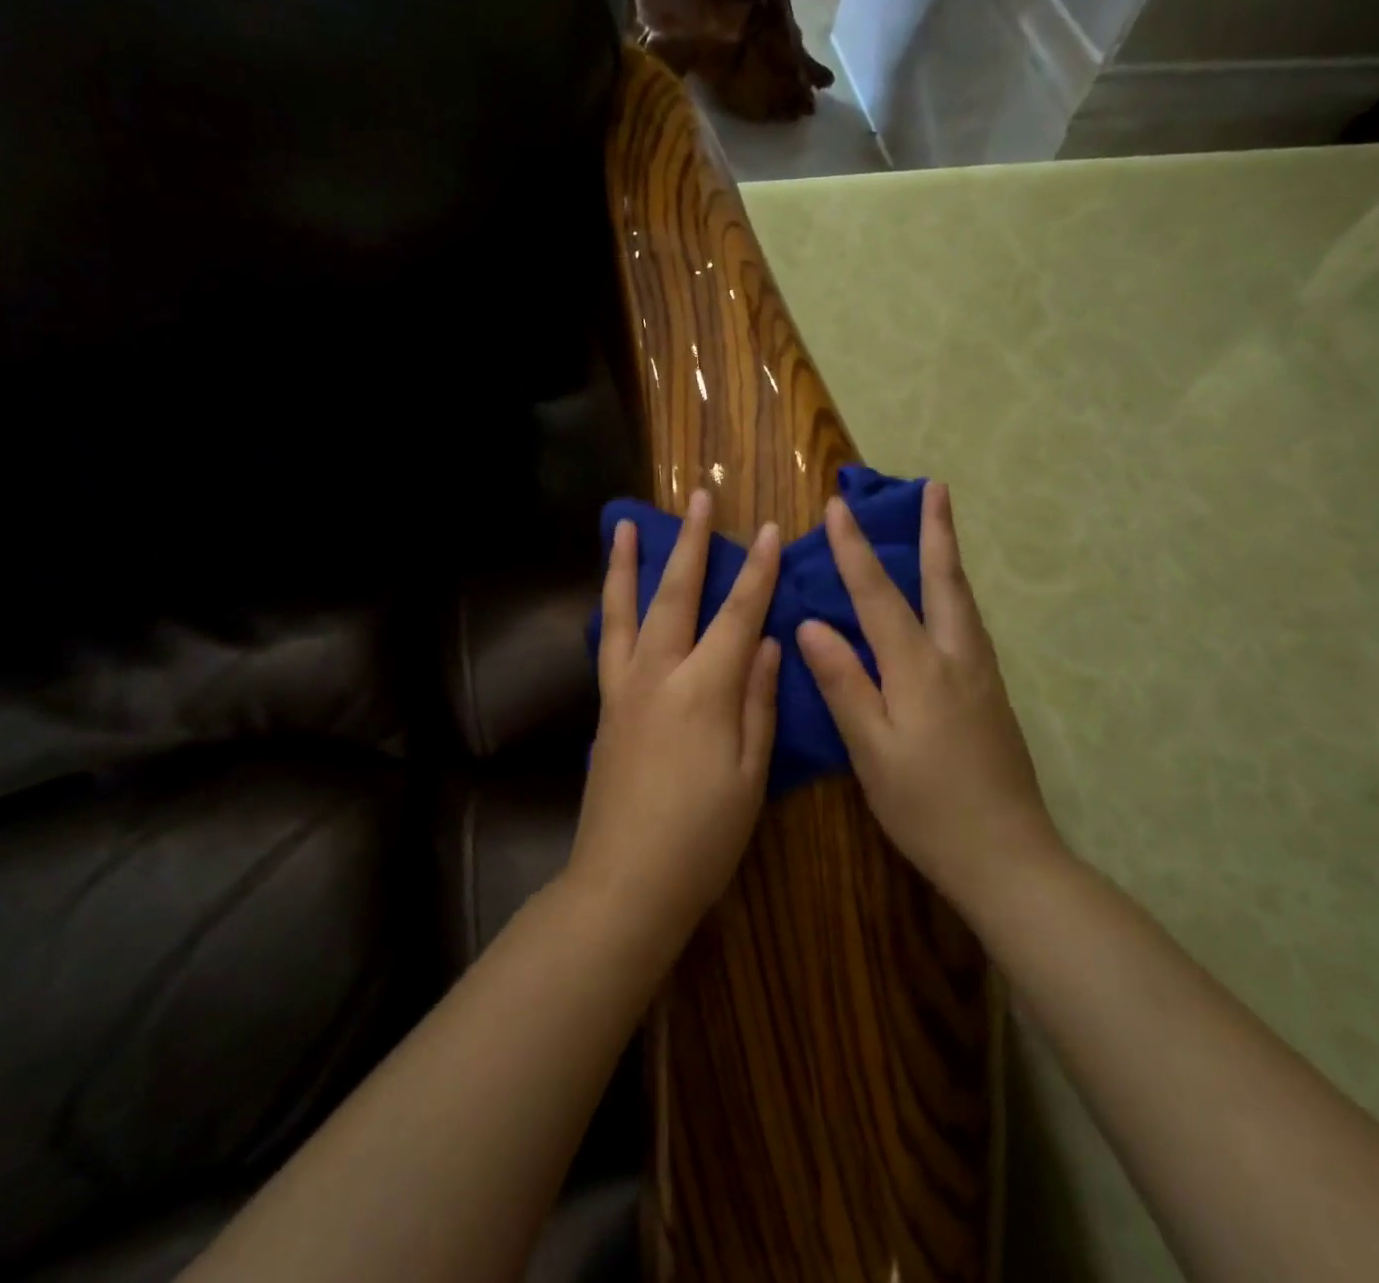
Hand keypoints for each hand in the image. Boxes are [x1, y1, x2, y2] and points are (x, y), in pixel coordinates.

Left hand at [572, 488, 782, 939]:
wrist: (625, 880)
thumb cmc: (702, 837)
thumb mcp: (751, 775)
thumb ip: (761, 702)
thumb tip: (773, 644)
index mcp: (704, 690)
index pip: (738, 615)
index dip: (757, 571)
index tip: (769, 529)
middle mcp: (658, 675)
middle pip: (676, 595)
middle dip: (691, 543)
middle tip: (698, 497)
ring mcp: (623, 688)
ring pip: (625, 610)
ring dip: (629, 564)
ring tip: (627, 525)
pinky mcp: (605, 707)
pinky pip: (608, 642)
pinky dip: (611, 609)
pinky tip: (614, 597)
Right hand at [796, 482, 1058, 913]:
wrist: (1008, 857)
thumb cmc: (927, 807)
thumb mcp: (872, 750)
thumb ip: (844, 683)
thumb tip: (812, 625)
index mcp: (920, 669)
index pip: (878, 595)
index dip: (853, 550)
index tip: (836, 507)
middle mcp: (957, 659)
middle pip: (944, 582)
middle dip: (936, 531)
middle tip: (935, 487)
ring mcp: (982, 676)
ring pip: (963, 601)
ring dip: (948, 557)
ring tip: (941, 527)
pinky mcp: (992, 696)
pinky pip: (969, 625)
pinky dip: (955, 594)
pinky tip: (947, 603)